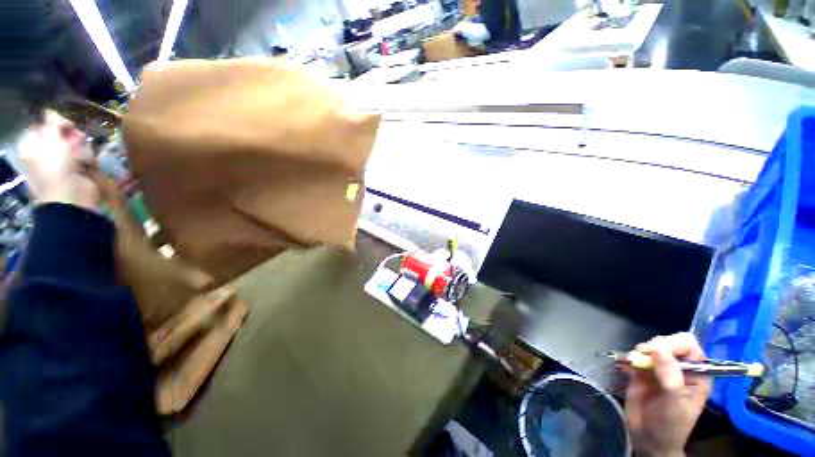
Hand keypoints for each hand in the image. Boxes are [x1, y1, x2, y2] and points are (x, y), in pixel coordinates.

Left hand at [16, 110, 98, 208]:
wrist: (71, 194)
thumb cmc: (55, 166)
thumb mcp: (51, 138)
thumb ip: (52, 122)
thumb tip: (52, 111)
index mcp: (32, 146)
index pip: (43, 126)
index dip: (54, 122)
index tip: (66, 123)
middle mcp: (44, 153)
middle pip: (60, 134)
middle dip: (70, 135)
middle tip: (76, 138)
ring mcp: (61, 162)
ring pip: (74, 144)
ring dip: (81, 147)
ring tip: (82, 154)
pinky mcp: (77, 168)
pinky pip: (84, 156)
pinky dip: (87, 157)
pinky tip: (87, 162)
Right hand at [625, 332, 711, 456]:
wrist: (649, 439)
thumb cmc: (671, 424)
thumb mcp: (675, 403)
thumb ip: (671, 376)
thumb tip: (659, 349)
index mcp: (696, 373)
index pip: (688, 345)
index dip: (673, 344)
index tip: (657, 352)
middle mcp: (679, 367)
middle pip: (667, 342)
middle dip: (653, 347)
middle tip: (641, 358)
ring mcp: (659, 369)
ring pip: (650, 347)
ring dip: (638, 352)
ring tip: (631, 364)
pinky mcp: (641, 372)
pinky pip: (634, 356)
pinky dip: (626, 357)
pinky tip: (622, 365)